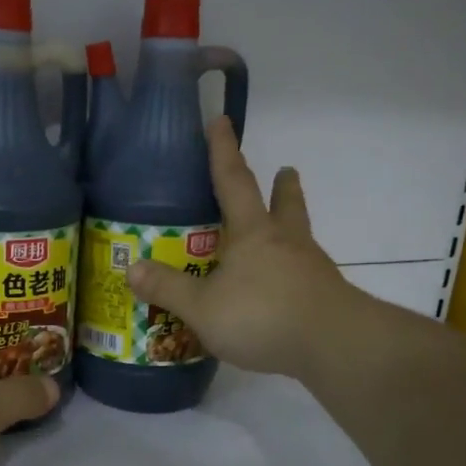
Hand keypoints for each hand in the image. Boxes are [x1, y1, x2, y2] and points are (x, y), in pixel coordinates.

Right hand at [128, 117, 357, 379]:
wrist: (333, 344)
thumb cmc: (262, 316)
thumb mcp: (203, 308)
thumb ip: (168, 289)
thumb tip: (132, 269)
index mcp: (252, 233)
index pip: (233, 181)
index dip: (223, 151)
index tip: (221, 121)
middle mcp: (285, 242)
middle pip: (285, 204)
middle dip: (282, 186)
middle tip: (285, 170)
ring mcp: (310, 268)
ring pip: (299, 236)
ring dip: (292, 224)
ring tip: (284, 228)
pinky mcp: (324, 296)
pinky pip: (305, 273)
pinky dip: (294, 270)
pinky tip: (286, 286)